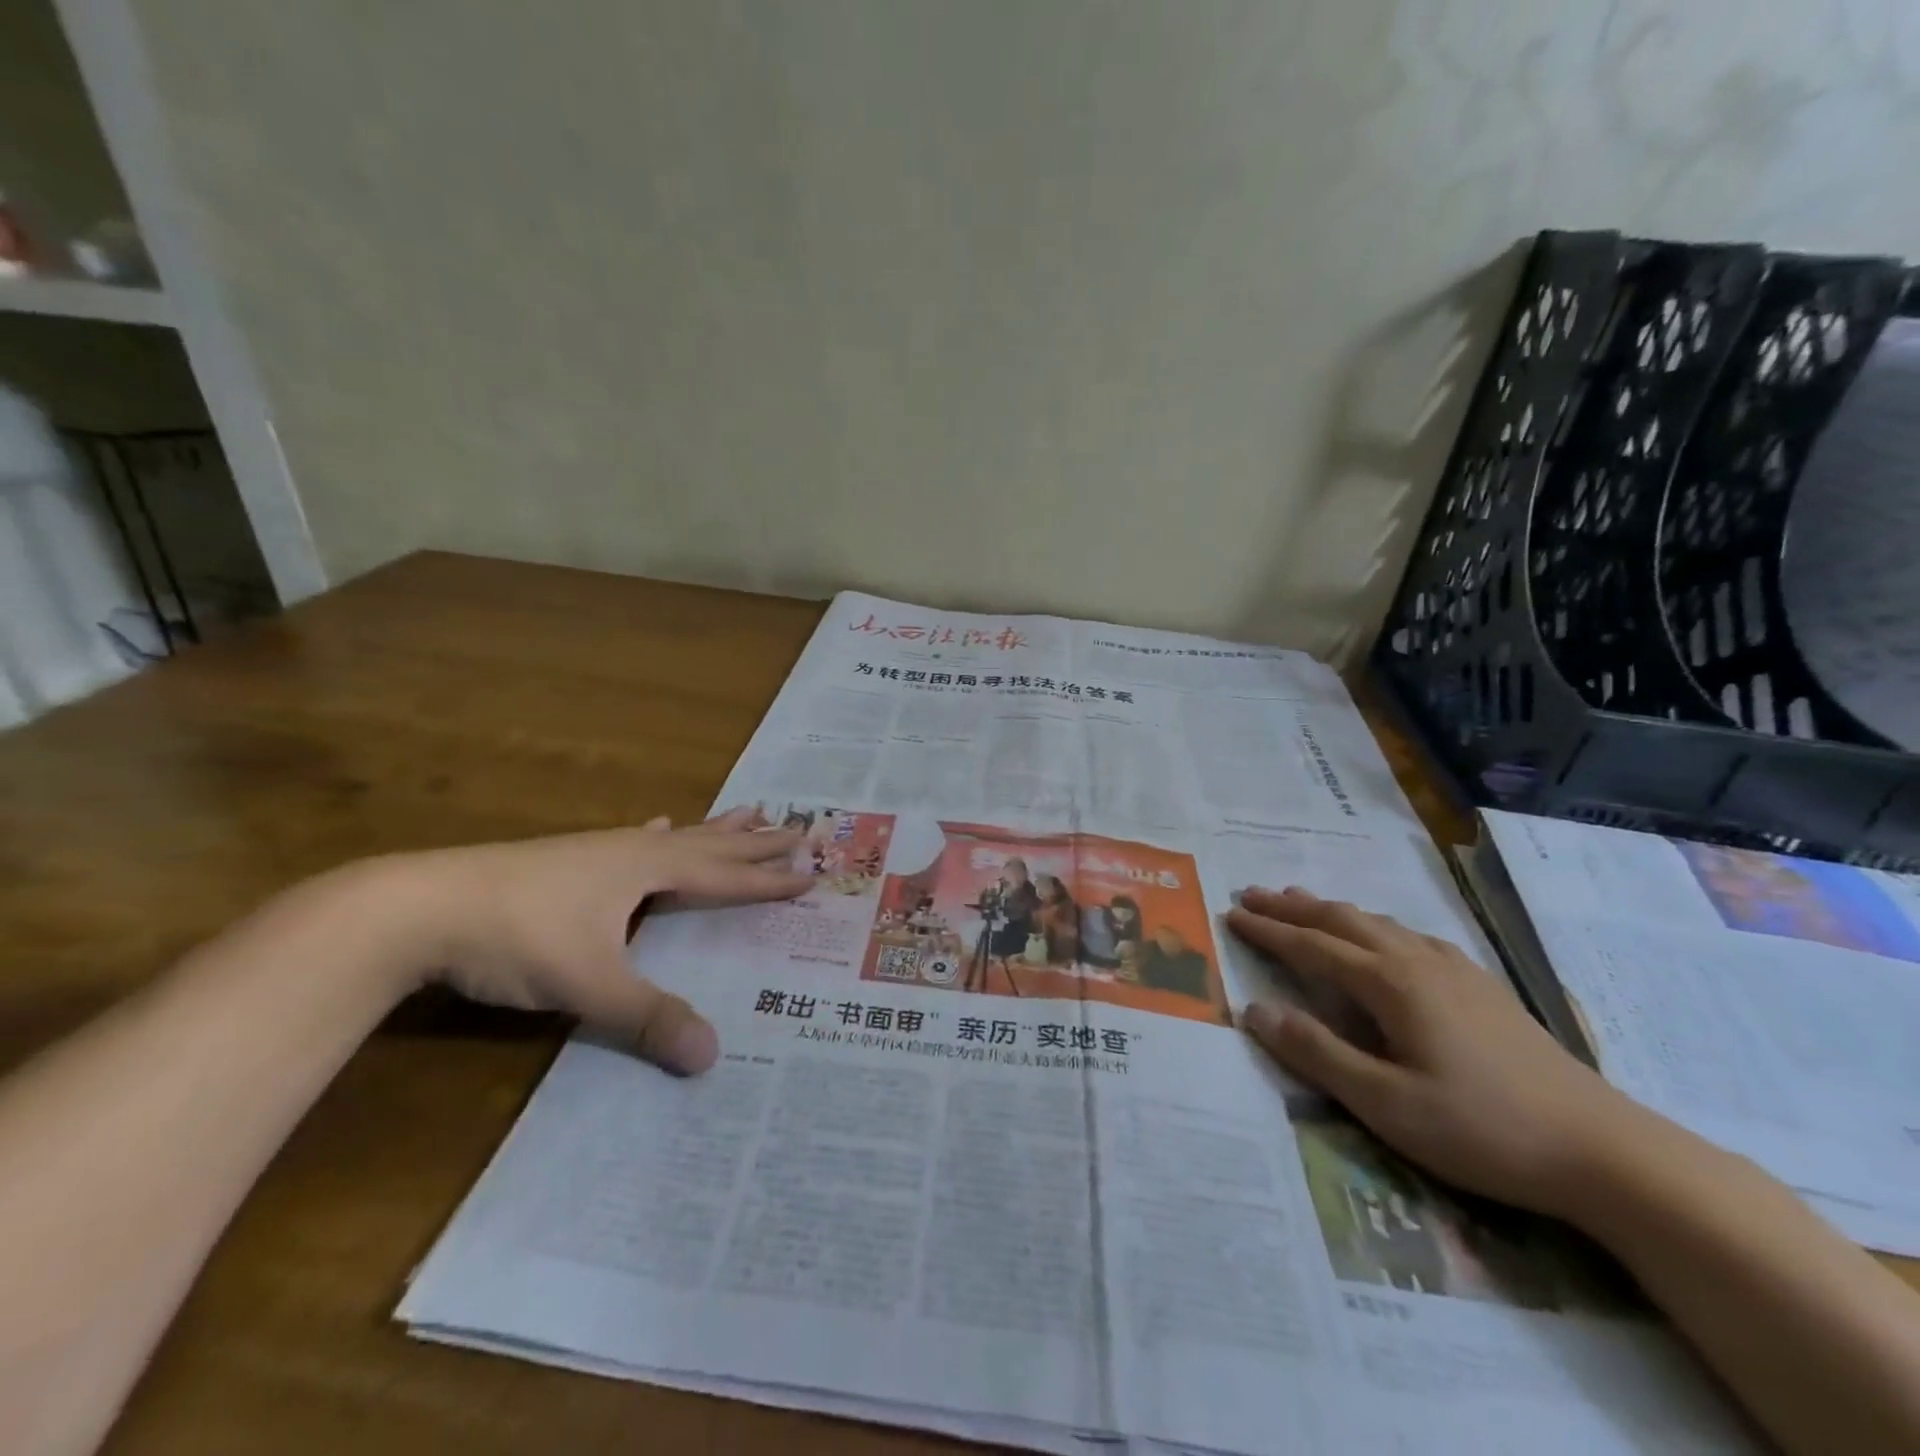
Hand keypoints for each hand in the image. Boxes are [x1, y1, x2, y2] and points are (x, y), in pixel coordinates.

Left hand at [401, 809, 808, 1075]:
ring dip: (716, 828)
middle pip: (711, 843)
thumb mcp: (589, 984)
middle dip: (757, 840)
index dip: (770, 878)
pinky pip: (635, 839)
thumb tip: (713, 1057)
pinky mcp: (570, 860)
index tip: (813, 870)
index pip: (727, 875)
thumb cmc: (517, 936)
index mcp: (650, 869)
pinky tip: (656, 823)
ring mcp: (600, 851)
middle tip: (800, 825)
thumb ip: (649, 1018)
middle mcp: (634, 850)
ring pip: (677, 835)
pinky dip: (659, 833)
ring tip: (749, 810)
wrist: (417, 907)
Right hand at [1228, 886, 1649, 1218]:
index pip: (1312, 946)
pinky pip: (1412, 936)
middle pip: (1342, 920)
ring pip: (1379, 922)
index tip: (1231, 913)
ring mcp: (1455, 970)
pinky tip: (1386, 937)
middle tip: (1254, 895)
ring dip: (1333, 910)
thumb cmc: (1483, 1129)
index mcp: (1390, 984)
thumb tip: (1254, 1010)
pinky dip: (1377, 925)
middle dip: (1293, 907)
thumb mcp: (1386, 1104)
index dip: (1268, 930)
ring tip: (1304, 902)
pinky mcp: (1483, 987)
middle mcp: (1417, 962)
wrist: (1605, 1150)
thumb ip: (1317, 1053)